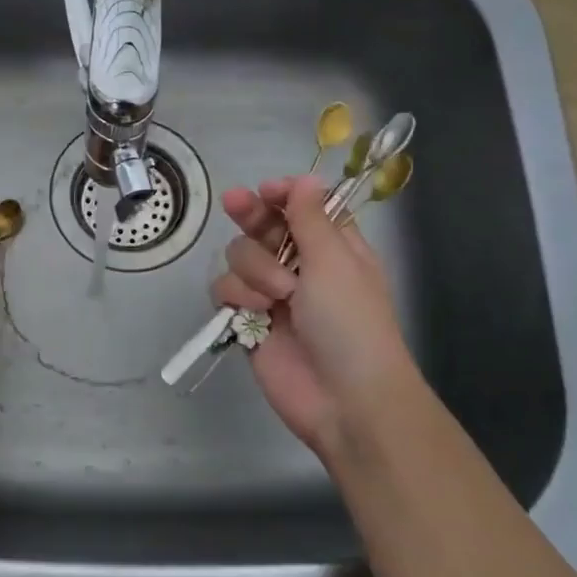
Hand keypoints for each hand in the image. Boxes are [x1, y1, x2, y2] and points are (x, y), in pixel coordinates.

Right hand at [211, 176, 420, 456]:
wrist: (343, 399)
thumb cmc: (350, 322)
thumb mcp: (335, 262)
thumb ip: (311, 218)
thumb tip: (306, 178)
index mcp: (333, 247)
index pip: (301, 207)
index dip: (282, 195)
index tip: (268, 191)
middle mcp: (300, 265)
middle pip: (262, 225)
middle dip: (251, 215)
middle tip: (235, 202)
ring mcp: (272, 293)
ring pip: (239, 256)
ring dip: (255, 270)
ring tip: (278, 296)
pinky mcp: (248, 320)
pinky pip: (226, 290)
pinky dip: (237, 297)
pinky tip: (254, 313)